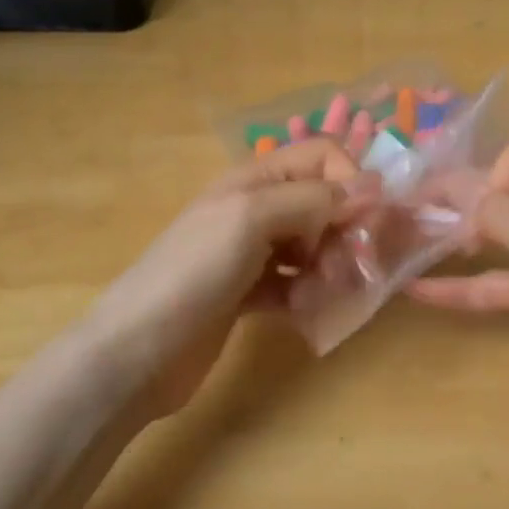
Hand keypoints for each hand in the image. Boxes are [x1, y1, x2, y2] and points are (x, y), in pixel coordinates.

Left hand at [88, 140, 362, 419]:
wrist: (136, 351)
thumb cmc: (194, 270)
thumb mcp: (252, 218)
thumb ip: (312, 198)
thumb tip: (372, 183)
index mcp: (257, 178)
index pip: (322, 156)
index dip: (350, 181)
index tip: (363, 222)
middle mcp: (258, 207)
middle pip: (324, 203)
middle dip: (343, 232)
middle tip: (344, 267)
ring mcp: (253, 252)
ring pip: (315, 245)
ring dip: (329, 268)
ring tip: (317, 295)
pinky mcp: (250, 293)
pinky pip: (297, 283)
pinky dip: (307, 295)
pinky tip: (301, 313)